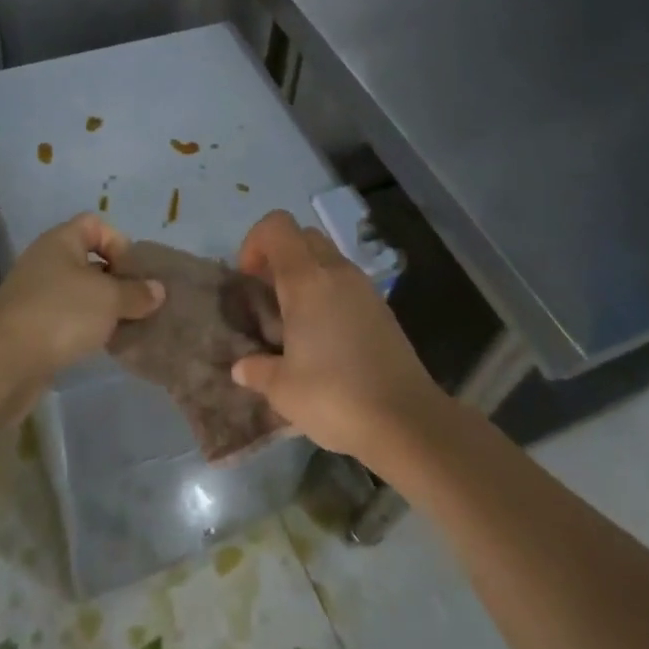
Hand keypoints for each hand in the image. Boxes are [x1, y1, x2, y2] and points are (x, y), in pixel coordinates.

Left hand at [0, 213, 164, 377]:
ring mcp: (36, 296)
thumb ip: (137, 292)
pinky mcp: (32, 328)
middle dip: (117, 280)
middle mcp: (46, 262)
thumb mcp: (109, 299)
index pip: (95, 224)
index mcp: (60, 241)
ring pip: (80, 294)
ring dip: (104, 309)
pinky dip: (87, 329)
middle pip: (89, 261)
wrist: (3, 362)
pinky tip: (103, 346)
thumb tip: (157, 290)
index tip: (134, 273)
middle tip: (139, 303)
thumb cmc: (60, 314)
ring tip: (126, 327)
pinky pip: (68, 320)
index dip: (119, 242)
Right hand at [231, 210, 438, 458]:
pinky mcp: (382, 309)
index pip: (277, 226)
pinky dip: (328, 294)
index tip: (248, 280)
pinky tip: (323, 337)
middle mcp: (337, 273)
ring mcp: (365, 288)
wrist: (407, 421)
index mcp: (307, 280)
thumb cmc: (335, 397)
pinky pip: (346, 283)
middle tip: (267, 297)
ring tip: (292, 321)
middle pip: (303, 237)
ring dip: (305, 276)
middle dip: (279, 257)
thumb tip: (242, 367)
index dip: (255, 243)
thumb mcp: (282, 389)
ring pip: (327, 259)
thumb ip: (257, 370)